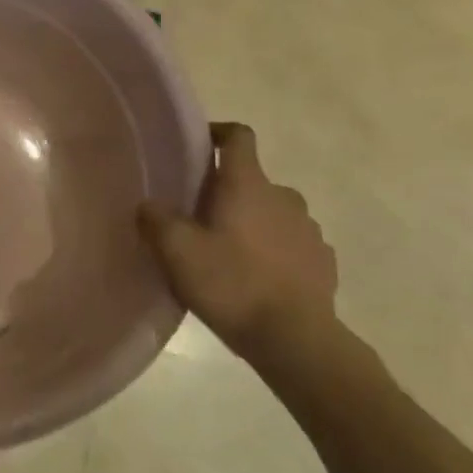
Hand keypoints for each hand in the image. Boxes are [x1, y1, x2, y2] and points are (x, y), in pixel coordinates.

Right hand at [138, 123, 337, 358]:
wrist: (296, 340)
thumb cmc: (232, 284)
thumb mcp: (177, 252)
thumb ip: (156, 220)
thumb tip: (149, 204)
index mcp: (247, 184)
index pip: (238, 136)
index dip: (218, 133)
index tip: (199, 147)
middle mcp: (283, 196)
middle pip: (252, 180)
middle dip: (228, 193)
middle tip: (200, 219)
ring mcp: (309, 230)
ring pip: (274, 213)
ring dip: (254, 223)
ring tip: (230, 254)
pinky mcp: (323, 262)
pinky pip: (293, 244)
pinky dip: (275, 251)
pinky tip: (259, 279)